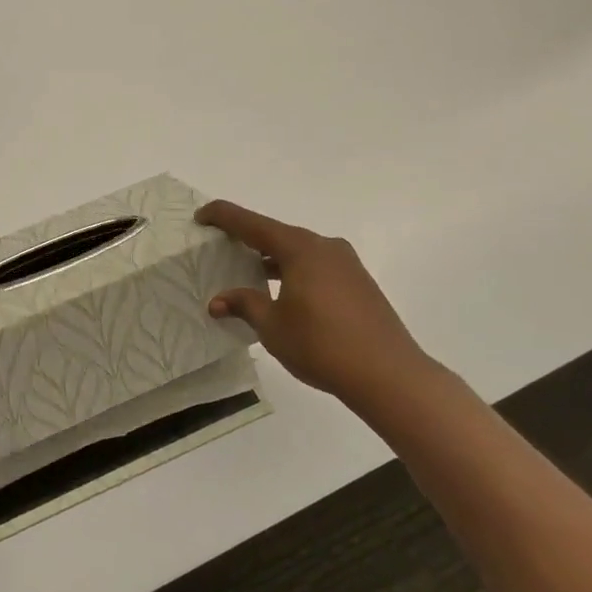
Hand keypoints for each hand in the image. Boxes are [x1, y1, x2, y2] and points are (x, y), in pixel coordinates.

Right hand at [197, 200, 438, 405]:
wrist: (390, 375)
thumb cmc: (322, 345)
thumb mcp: (272, 326)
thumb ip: (244, 305)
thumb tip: (218, 301)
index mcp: (300, 248)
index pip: (252, 223)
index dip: (223, 216)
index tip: (201, 216)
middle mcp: (324, 247)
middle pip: (277, 234)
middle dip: (248, 238)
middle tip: (222, 246)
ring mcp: (346, 264)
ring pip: (298, 251)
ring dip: (272, 258)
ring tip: (249, 273)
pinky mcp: (359, 283)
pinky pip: (316, 266)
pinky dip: (293, 272)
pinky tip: (284, 293)